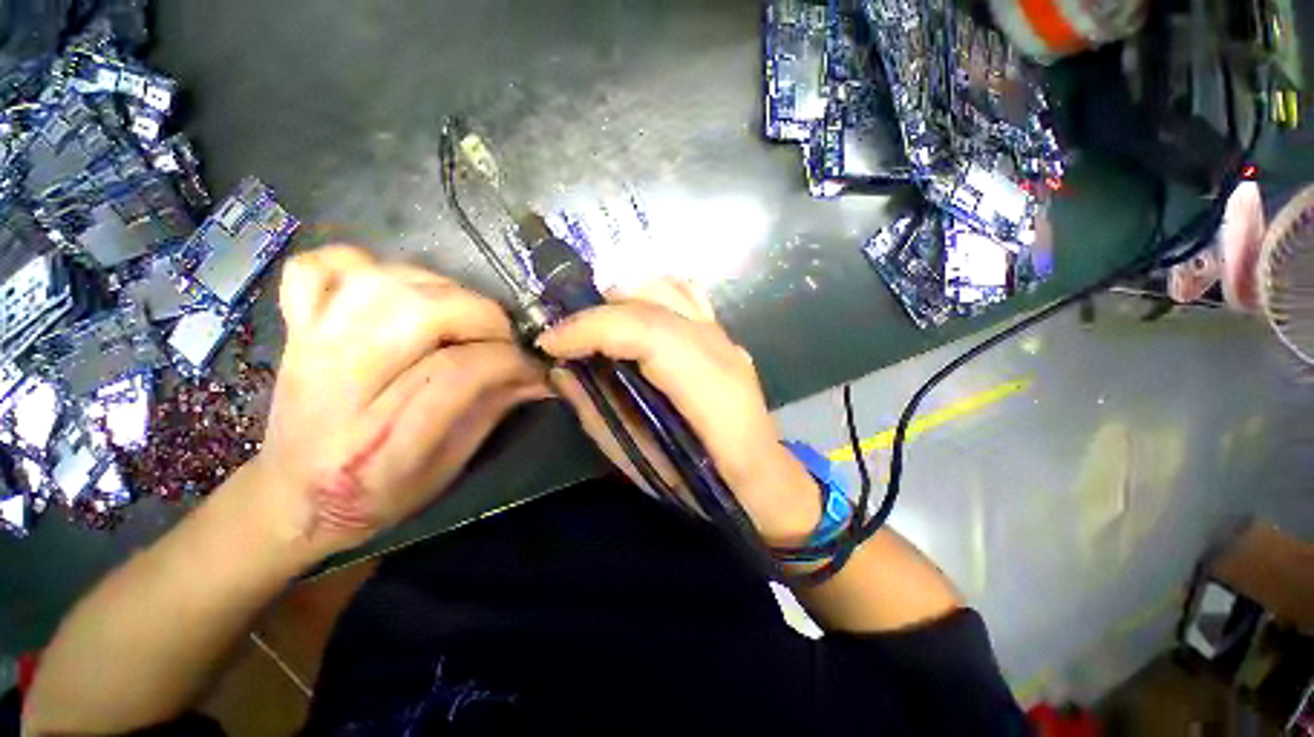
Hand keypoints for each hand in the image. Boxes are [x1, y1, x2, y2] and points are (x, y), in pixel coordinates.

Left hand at [246, 246, 547, 559]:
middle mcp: (339, 386)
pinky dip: (360, 265)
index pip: (460, 372)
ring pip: (382, 281)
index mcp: (381, 439)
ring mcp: (309, 347)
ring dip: (440, 289)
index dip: (511, 362)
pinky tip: (390, 291)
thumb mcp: (448, 468)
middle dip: (482, 317)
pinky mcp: (296, 327)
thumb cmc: (377, 495)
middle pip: (420, 312)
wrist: (292, 498)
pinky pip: (319, 266)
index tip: (534, 369)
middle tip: (501, 339)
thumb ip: (493, 412)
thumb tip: (539, 377)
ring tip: (459, 316)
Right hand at [536, 279, 820, 545]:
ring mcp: (725, 335)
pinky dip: (648, 296)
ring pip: (667, 288)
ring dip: (621, 300)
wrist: (759, 476)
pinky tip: (631, 318)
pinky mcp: (722, 333)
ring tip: (595, 327)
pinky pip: (682, 295)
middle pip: (653, 302)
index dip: (592, 329)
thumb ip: (598, 411)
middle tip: (565, 337)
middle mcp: (721, 348)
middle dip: (598, 313)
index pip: (647, 332)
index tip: (550, 343)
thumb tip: (562, 370)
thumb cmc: (700, 482)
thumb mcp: (638, 459)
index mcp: (710, 388)